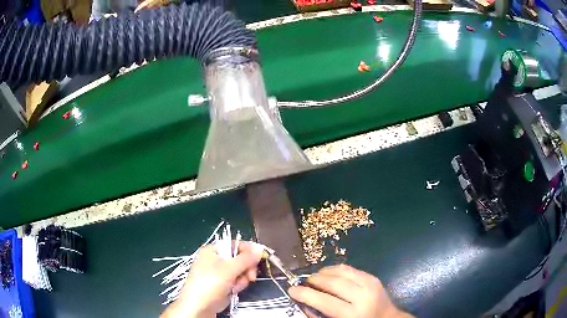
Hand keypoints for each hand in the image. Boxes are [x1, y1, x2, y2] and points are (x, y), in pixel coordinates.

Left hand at [160, 241, 263, 317]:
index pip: (234, 245)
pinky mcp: (223, 284)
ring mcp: (219, 273)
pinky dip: (237, 285)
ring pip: (240, 271)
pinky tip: (233, 291)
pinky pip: (236, 280)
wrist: (200, 306)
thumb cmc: (210, 283)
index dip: (248, 250)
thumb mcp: (229, 269)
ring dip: (241, 280)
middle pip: (239, 259)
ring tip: (235, 287)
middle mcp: (215, 260)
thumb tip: (259, 248)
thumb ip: (246, 258)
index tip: (260, 258)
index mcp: (213, 251)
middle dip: (246, 269)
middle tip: (250, 277)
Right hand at [289, 265, 412, 317]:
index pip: (325, 301)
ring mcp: (370, 283)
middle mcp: (363, 296)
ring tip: (314, 278)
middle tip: (303, 282)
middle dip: (314, 280)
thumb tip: (303, 301)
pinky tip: (328, 274)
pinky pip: (349, 268)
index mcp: (354, 314)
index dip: (306, 294)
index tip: (292, 290)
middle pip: (333, 283)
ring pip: (341, 271)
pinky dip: (335, 270)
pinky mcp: (372, 277)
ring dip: (323, 273)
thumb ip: (320, 315)